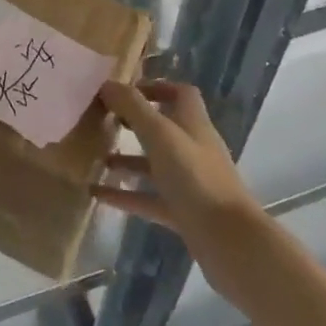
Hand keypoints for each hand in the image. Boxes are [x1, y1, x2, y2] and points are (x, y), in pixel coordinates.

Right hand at [93, 80, 266, 283]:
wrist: (230, 242)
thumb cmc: (196, 178)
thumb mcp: (160, 135)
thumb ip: (133, 107)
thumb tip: (107, 83)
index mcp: (193, 124)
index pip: (180, 94)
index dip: (156, 87)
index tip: (126, 91)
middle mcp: (193, 149)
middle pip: (163, 128)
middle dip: (134, 123)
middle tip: (104, 120)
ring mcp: (189, 183)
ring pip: (154, 165)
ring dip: (126, 160)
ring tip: (96, 156)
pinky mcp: (183, 213)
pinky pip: (149, 198)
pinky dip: (125, 195)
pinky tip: (97, 194)